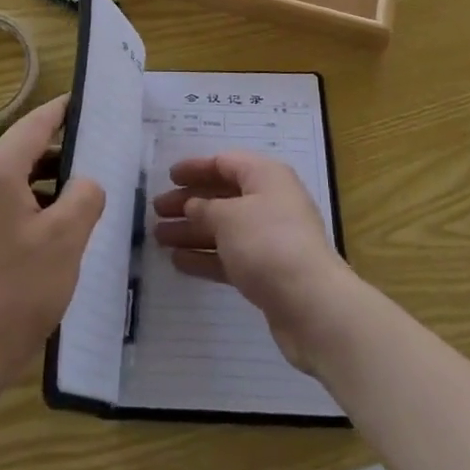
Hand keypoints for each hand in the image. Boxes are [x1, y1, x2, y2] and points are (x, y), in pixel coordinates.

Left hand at [0, 98, 105, 398]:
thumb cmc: (13, 294)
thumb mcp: (65, 241)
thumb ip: (84, 197)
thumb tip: (83, 183)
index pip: (33, 126)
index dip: (61, 112)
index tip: (84, 102)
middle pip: (20, 155)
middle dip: (58, 156)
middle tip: (95, 162)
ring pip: (7, 184)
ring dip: (42, 187)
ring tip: (77, 202)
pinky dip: (22, 209)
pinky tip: (45, 236)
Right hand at [153, 151, 357, 372]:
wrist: (312, 305)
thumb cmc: (268, 244)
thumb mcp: (228, 217)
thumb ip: (204, 208)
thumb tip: (192, 206)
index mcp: (265, 176)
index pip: (225, 163)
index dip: (195, 168)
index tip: (168, 176)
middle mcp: (269, 202)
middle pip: (222, 196)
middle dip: (189, 202)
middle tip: (157, 211)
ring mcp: (269, 239)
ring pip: (223, 228)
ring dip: (192, 231)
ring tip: (159, 238)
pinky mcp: (267, 272)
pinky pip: (230, 256)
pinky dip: (206, 257)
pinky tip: (178, 262)